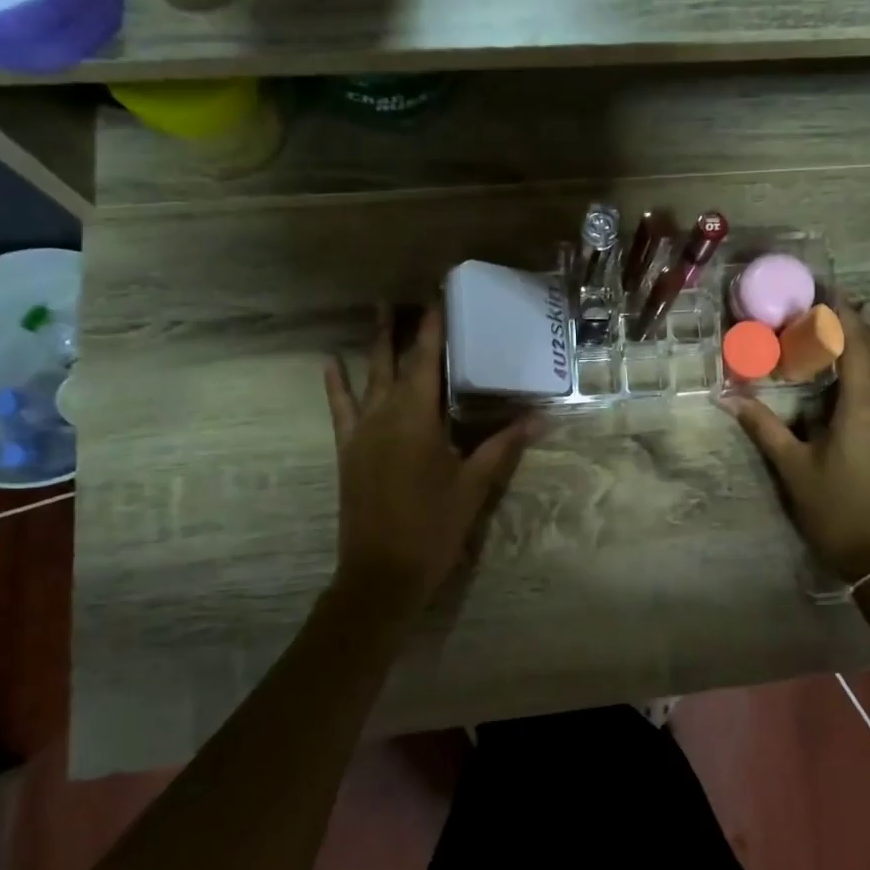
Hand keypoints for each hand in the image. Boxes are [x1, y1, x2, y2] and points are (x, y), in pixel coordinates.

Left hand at [324, 305, 534, 611]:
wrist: (381, 573)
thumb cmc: (434, 527)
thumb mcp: (474, 485)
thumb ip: (503, 446)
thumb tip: (539, 417)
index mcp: (417, 418)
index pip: (427, 361)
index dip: (433, 328)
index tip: (438, 296)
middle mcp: (384, 414)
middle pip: (394, 361)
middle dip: (401, 328)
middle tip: (407, 296)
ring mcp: (361, 431)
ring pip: (368, 377)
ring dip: (375, 345)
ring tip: (378, 311)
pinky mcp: (348, 449)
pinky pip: (339, 408)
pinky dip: (335, 384)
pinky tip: (330, 363)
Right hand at [720, 301, 869, 583]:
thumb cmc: (835, 511)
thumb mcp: (793, 469)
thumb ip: (763, 427)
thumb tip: (726, 396)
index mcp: (861, 408)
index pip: (854, 345)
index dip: (840, 314)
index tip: (823, 289)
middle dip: (854, 321)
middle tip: (828, 299)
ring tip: (853, 317)